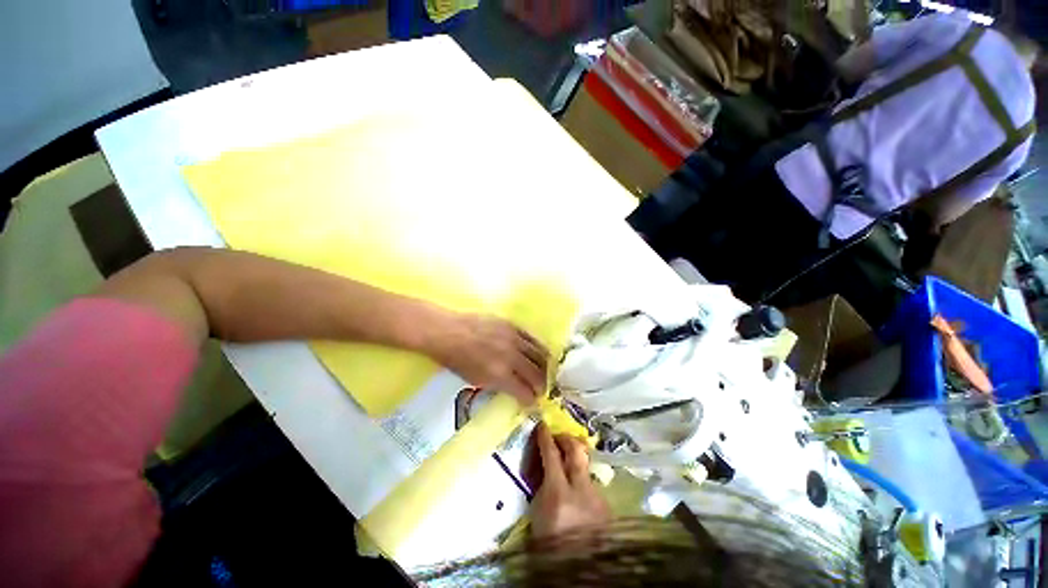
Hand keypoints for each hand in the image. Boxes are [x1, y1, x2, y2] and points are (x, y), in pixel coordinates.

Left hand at [426, 313, 549, 405]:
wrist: (448, 332)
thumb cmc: (456, 360)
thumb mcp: (476, 380)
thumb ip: (499, 385)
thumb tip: (515, 389)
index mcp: (500, 375)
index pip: (525, 391)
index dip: (531, 400)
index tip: (533, 402)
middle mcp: (511, 357)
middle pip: (537, 374)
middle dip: (542, 385)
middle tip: (541, 389)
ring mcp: (514, 339)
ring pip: (539, 354)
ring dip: (545, 367)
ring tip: (544, 372)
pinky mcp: (513, 325)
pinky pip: (533, 338)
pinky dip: (539, 348)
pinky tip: (540, 353)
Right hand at [528, 423, 611, 538]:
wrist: (583, 571)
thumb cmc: (552, 549)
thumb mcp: (538, 518)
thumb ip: (542, 488)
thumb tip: (545, 467)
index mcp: (558, 495)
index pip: (551, 455)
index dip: (546, 437)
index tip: (542, 426)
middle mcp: (581, 490)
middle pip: (576, 450)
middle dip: (566, 438)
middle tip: (558, 436)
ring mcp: (597, 496)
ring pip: (586, 466)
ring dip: (576, 459)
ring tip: (567, 462)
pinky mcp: (607, 505)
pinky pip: (592, 483)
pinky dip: (583, 480)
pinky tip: (578, 490)